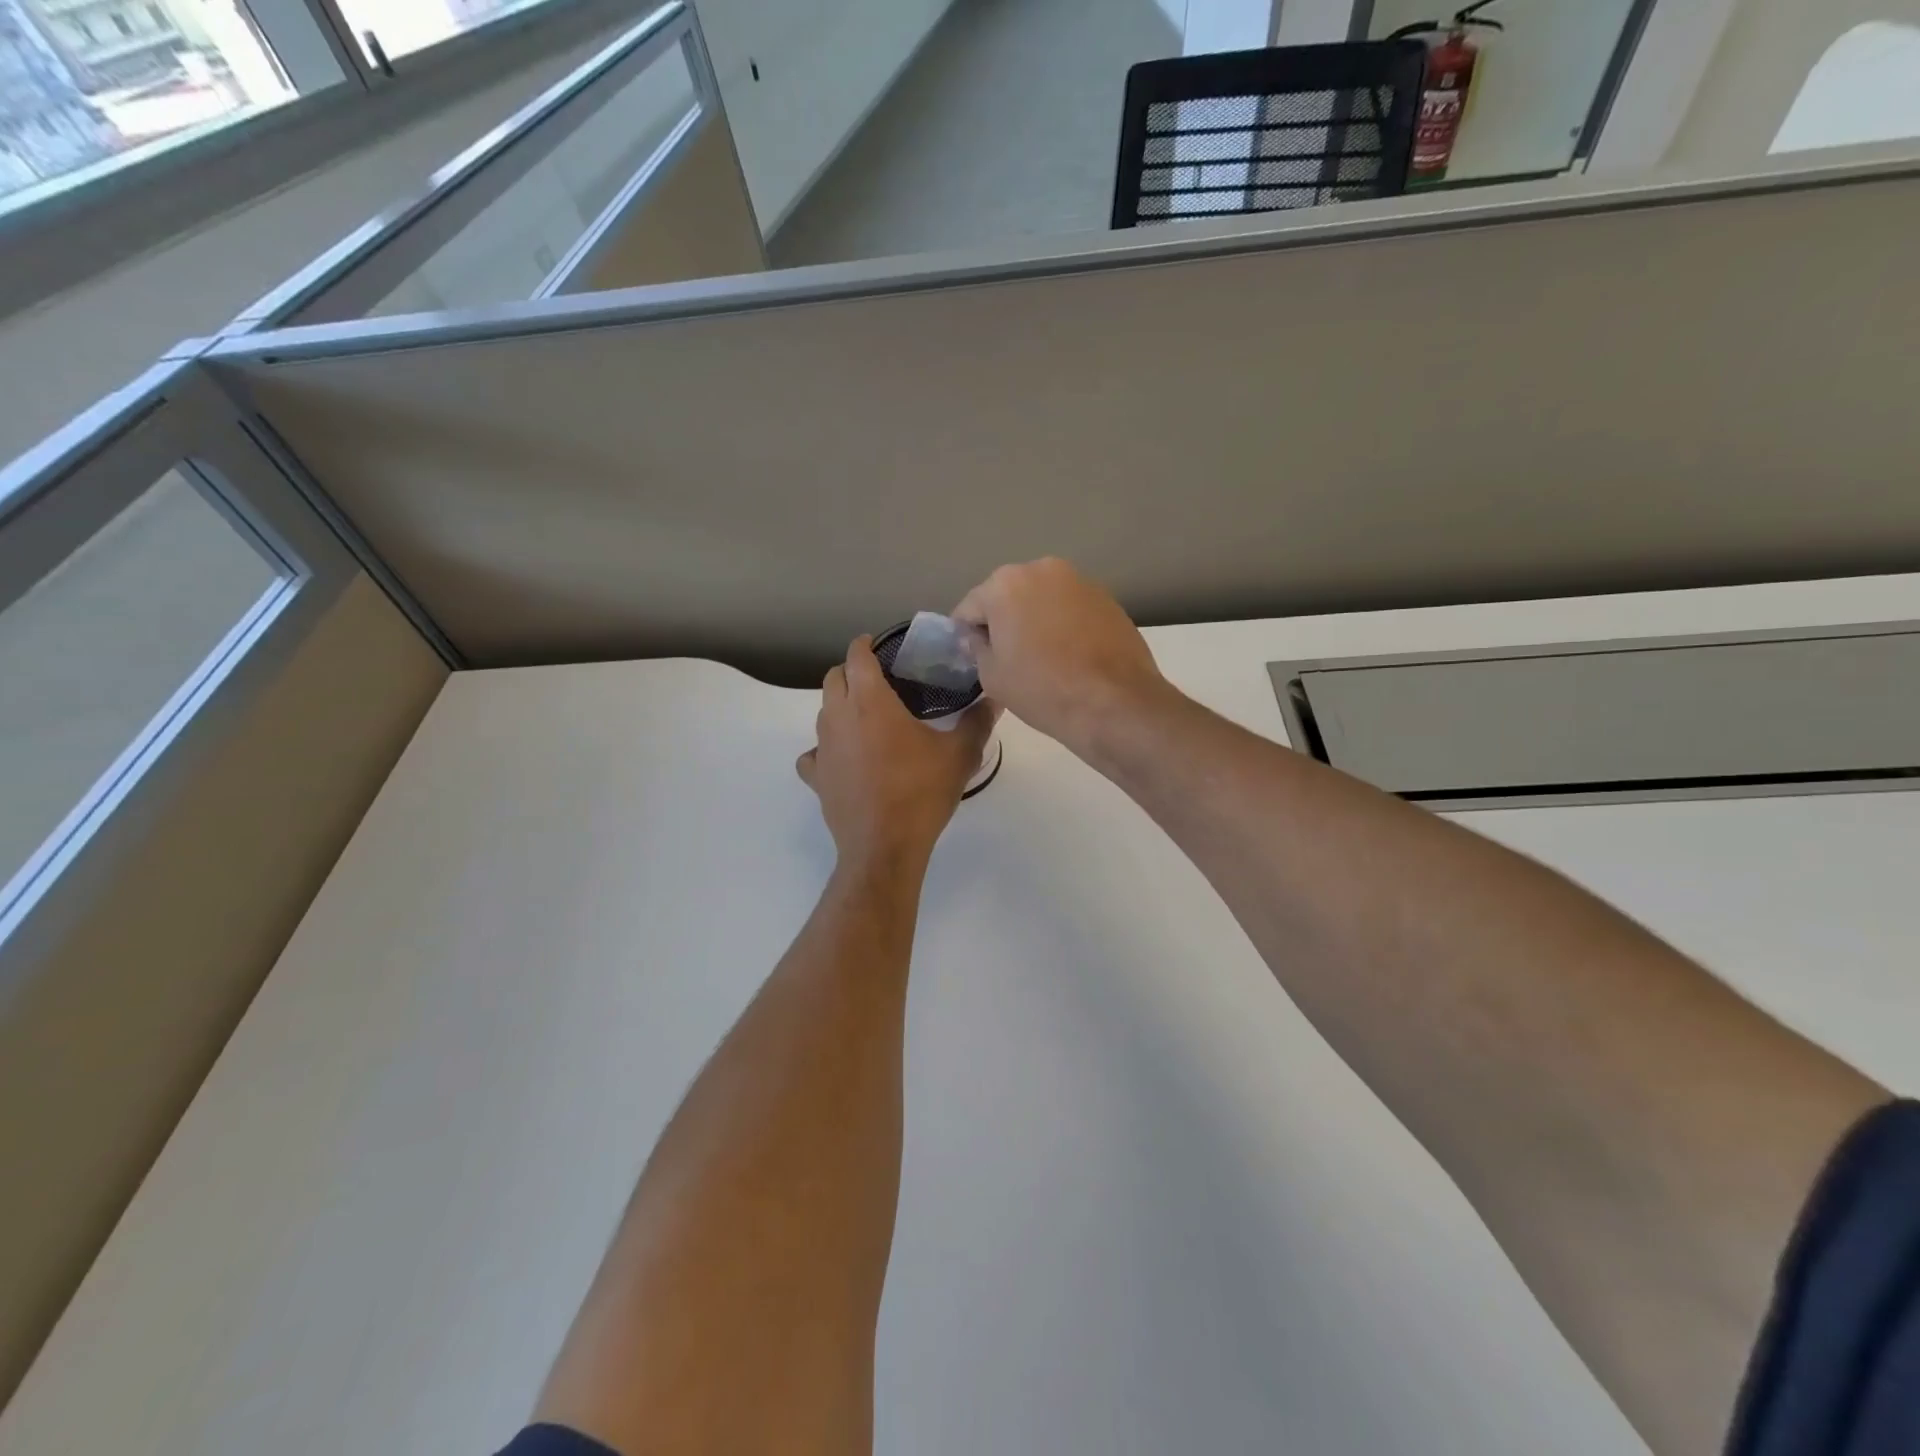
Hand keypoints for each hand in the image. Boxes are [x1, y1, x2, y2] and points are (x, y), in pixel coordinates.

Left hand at [797, 636, 997, 867]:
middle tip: (877, 680)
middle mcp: (839, 718)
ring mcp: (823, 748)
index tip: (877, 645)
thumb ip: (978, 721)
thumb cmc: (921, 793)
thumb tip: (996, 698)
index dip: (865, 645)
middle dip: (851, 672)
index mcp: (871, 702)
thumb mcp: (960, 755)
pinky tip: (844, 760)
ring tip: (867, 719)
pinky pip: (814, 754)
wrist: (884, 847)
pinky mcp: (816, 777)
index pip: (857, 657)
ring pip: (823, 713)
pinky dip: (826, 750)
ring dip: (840, 707)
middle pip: (833, 679)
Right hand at [952, 558, 1167, 754]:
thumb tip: (980, 637)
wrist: (1115, 703)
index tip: (974, 659)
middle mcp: (1042, 569)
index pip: (970, 607)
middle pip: (1008, 596)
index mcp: (1005, 584)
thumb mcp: (991, 675)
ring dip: (1035, 620)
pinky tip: (1070, 656)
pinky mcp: (1107, 598)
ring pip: (1042, 600)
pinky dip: (1064, 625)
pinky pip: (1071, 608)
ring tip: (1043, 658)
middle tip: (1009, 659)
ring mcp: (1079, 581)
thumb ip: (977, 647)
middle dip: (1004, 621)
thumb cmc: (1042, 689)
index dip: (966, 636)